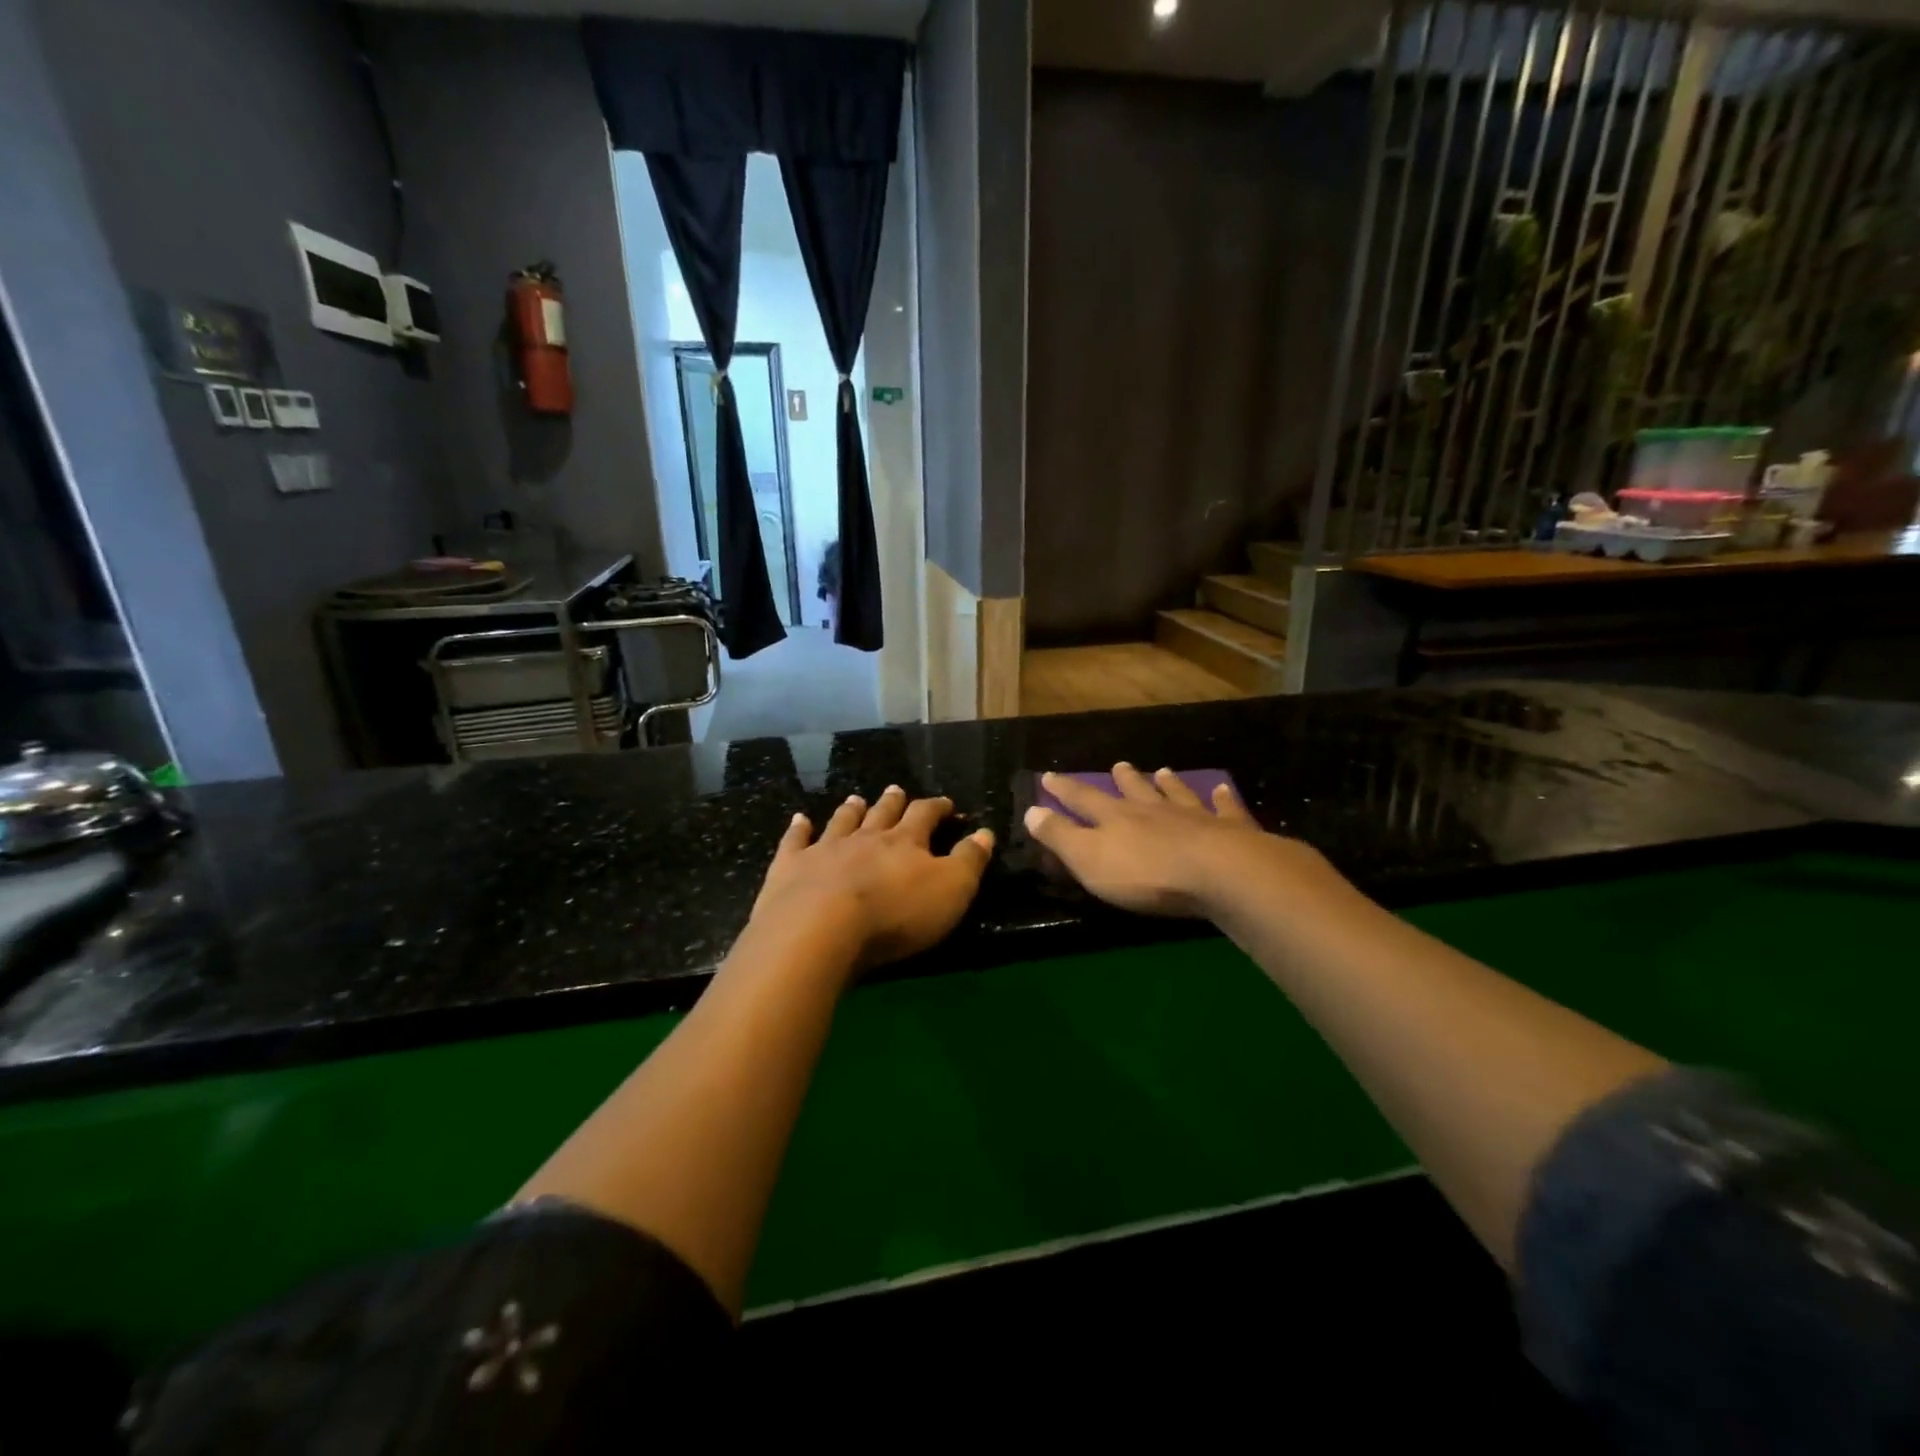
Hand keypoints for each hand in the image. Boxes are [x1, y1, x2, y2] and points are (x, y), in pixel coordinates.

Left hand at [750, 787, 994, 972]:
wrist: (821, 928)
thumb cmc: (896, 914)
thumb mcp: (951, 891)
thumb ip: (969, 860)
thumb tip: (985, 832)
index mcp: (905, 842)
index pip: (925, 815)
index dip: (937, 808)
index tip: (945, 804)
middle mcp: (865, 837)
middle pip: (882, 814)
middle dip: (892, 802)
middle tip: (896, 790)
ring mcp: (825, 849)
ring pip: (842, 822)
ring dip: (851, 810)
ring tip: (856, 799)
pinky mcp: (790, 866)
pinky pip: (796, 840)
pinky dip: (799, 828)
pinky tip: (800, 819)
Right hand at [1024, 763, 1323, 918]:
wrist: (1218, 873)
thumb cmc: (1145, 873)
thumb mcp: (1089, 859)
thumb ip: (1060, 836)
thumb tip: (1031, 810)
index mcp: (1115, 818)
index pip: (1082, 799)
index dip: (1063, 789)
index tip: (1048, 776)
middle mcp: (1152, 810)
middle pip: (1134, 790)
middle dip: (1123, 779)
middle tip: (1119, 765)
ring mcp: (1193, 817)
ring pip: (1176, 794)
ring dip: (1168, 783)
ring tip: (1163, 771)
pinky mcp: (1229, 831)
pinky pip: (1224, 810)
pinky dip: (1222, 800)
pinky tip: (1222, 790)